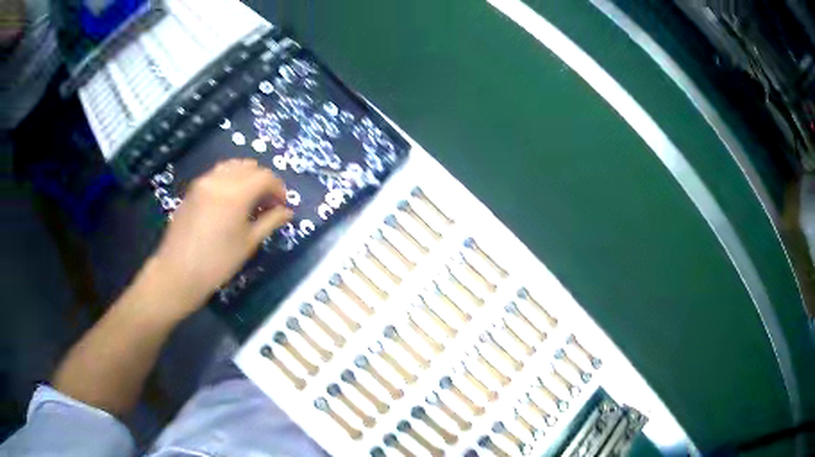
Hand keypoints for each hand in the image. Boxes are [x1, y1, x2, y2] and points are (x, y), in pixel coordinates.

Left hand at [143, 159, 292, 320]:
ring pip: (232, 166)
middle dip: (263, 180)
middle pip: (249, 166)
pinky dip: (230, 179)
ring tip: (249, 199)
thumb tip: (287, 212)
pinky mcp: (192, 189)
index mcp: (236, 193)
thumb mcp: (248, 243)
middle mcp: (219, 180)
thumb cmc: (217, 263)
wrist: (178, 273)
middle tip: (268, 202)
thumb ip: (270, 222)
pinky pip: (217, 174)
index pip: (265, 177)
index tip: (282, 204)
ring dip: (246, 176)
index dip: (279, 187)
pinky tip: (230, 200)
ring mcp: (203, 182)